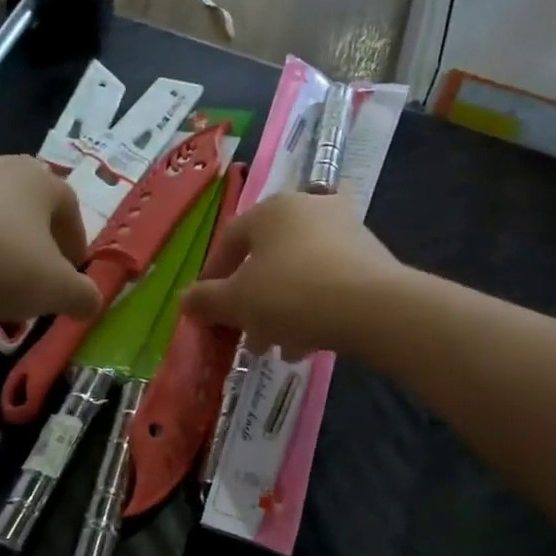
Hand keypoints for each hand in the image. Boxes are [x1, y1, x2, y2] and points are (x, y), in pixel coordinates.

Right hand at [182, 192, 402, 358]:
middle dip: (251, 302)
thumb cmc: (291, 294)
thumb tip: (183, 299)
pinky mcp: (370, 257)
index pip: (230, 240)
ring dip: (280, 311)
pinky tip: (307, 343)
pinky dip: (312, 309)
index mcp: (271, 209)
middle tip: (245, 336)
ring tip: (277, 347)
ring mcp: (345, 229)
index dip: (213, 277)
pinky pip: (327, 282)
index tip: (207, 308)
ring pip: (297, 274)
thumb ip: (206, 300)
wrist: (372, 307)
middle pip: (266, 259)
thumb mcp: (237, 302)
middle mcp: (308, 208)